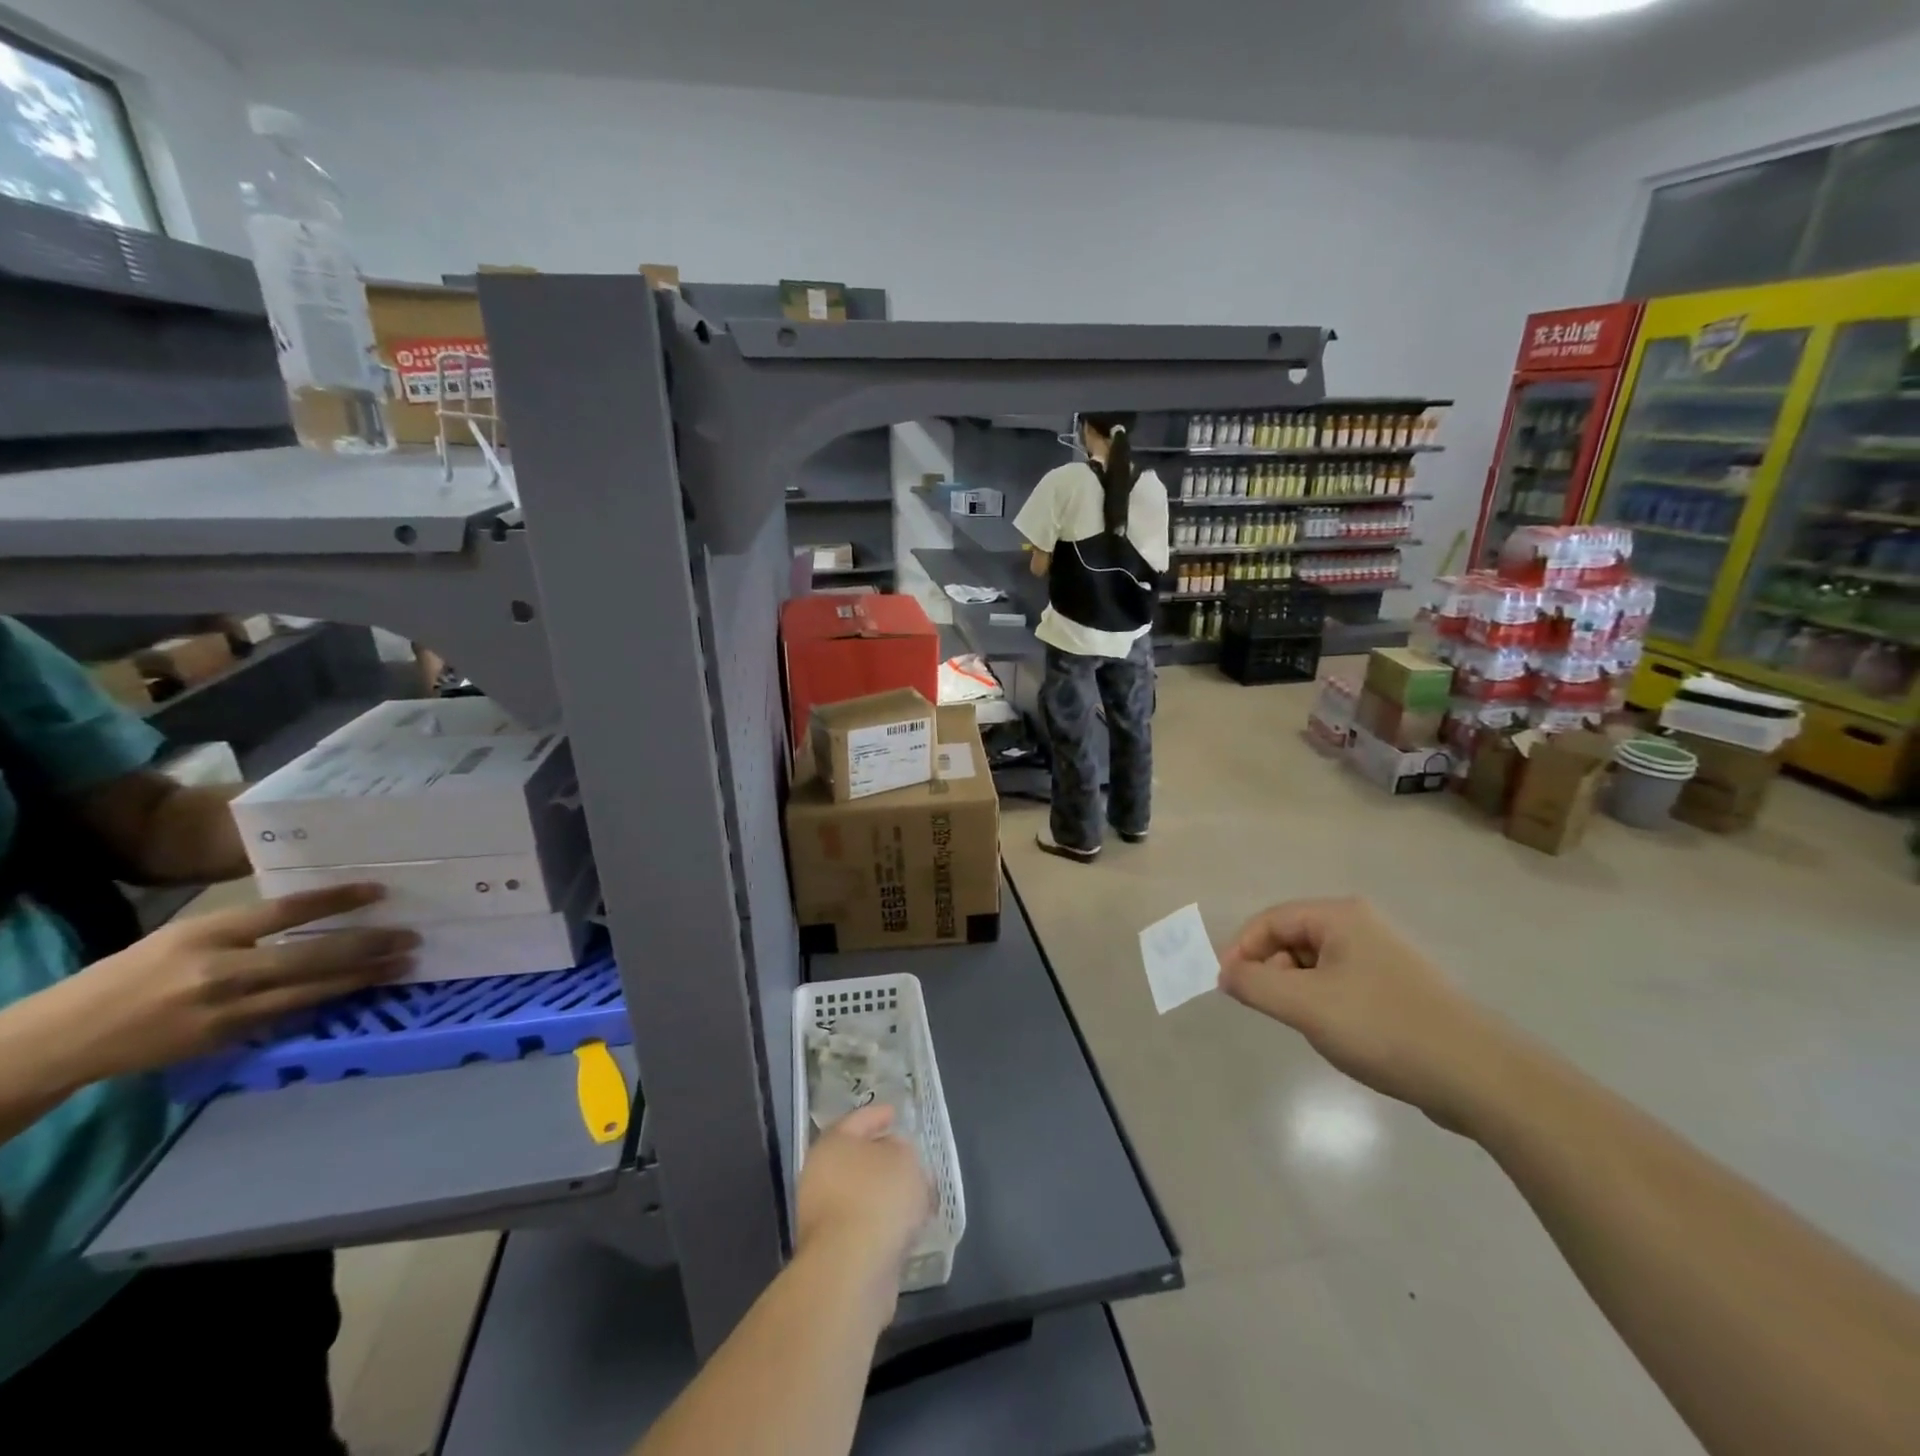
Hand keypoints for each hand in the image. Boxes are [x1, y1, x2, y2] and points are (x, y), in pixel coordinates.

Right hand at [43, 885, 416, 1086]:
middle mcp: (222, 970)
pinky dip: (330, 1001)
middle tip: (412, 936)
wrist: (69, 1037)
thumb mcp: (188, 934)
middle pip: (312, 955)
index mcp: (208, 934)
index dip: (336, 900)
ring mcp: (227, 1009)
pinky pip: (292, 1014)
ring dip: (363, 977)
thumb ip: (248, 925)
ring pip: (312, 990)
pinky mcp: (229, 1038)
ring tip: (403, 964)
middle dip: (368, 946)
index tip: (379, 891)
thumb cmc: (136, 972)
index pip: (286, 911)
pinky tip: (362, 991)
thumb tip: (315, 911)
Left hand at [796, 1105, 932, 1287]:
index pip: (856, 1120)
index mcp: (832, 1144)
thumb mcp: (903, 1159)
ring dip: (885, 1193)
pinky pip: (863, 1224)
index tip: (895, 1114)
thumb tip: (893, 1155)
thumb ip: (902, 1149)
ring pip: (860, 1194)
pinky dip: (882, 1221)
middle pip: (856, 1159)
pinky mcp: (832, 1251)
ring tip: (915, 1195)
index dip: (877, 1115)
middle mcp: (819, 1176)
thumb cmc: (877, 1198)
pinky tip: (905, 1226)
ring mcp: (822, 1216)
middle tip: (908, 1156)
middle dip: (883, 1158)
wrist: (851, 1271)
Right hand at [1218, 897, 1510, 1129]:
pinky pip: (1340, 984)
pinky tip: (1337, 1034)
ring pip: (1315, 964)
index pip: (1270, 920)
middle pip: (1291, 938)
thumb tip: (1225, 973)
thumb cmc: (1382, 1027)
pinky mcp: (1396, 988)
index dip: (1240, 949)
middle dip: (1270, 971)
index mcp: (1339, 916)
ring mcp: (1382, 957)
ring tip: (1307, 1025)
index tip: (1226, 986)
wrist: (1478, 1076)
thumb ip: (1254, 984)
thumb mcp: (1305, 1005)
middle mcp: (1360, 926)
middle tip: (1269, 1009)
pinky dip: (1324, 1003)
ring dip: (1297, 991)